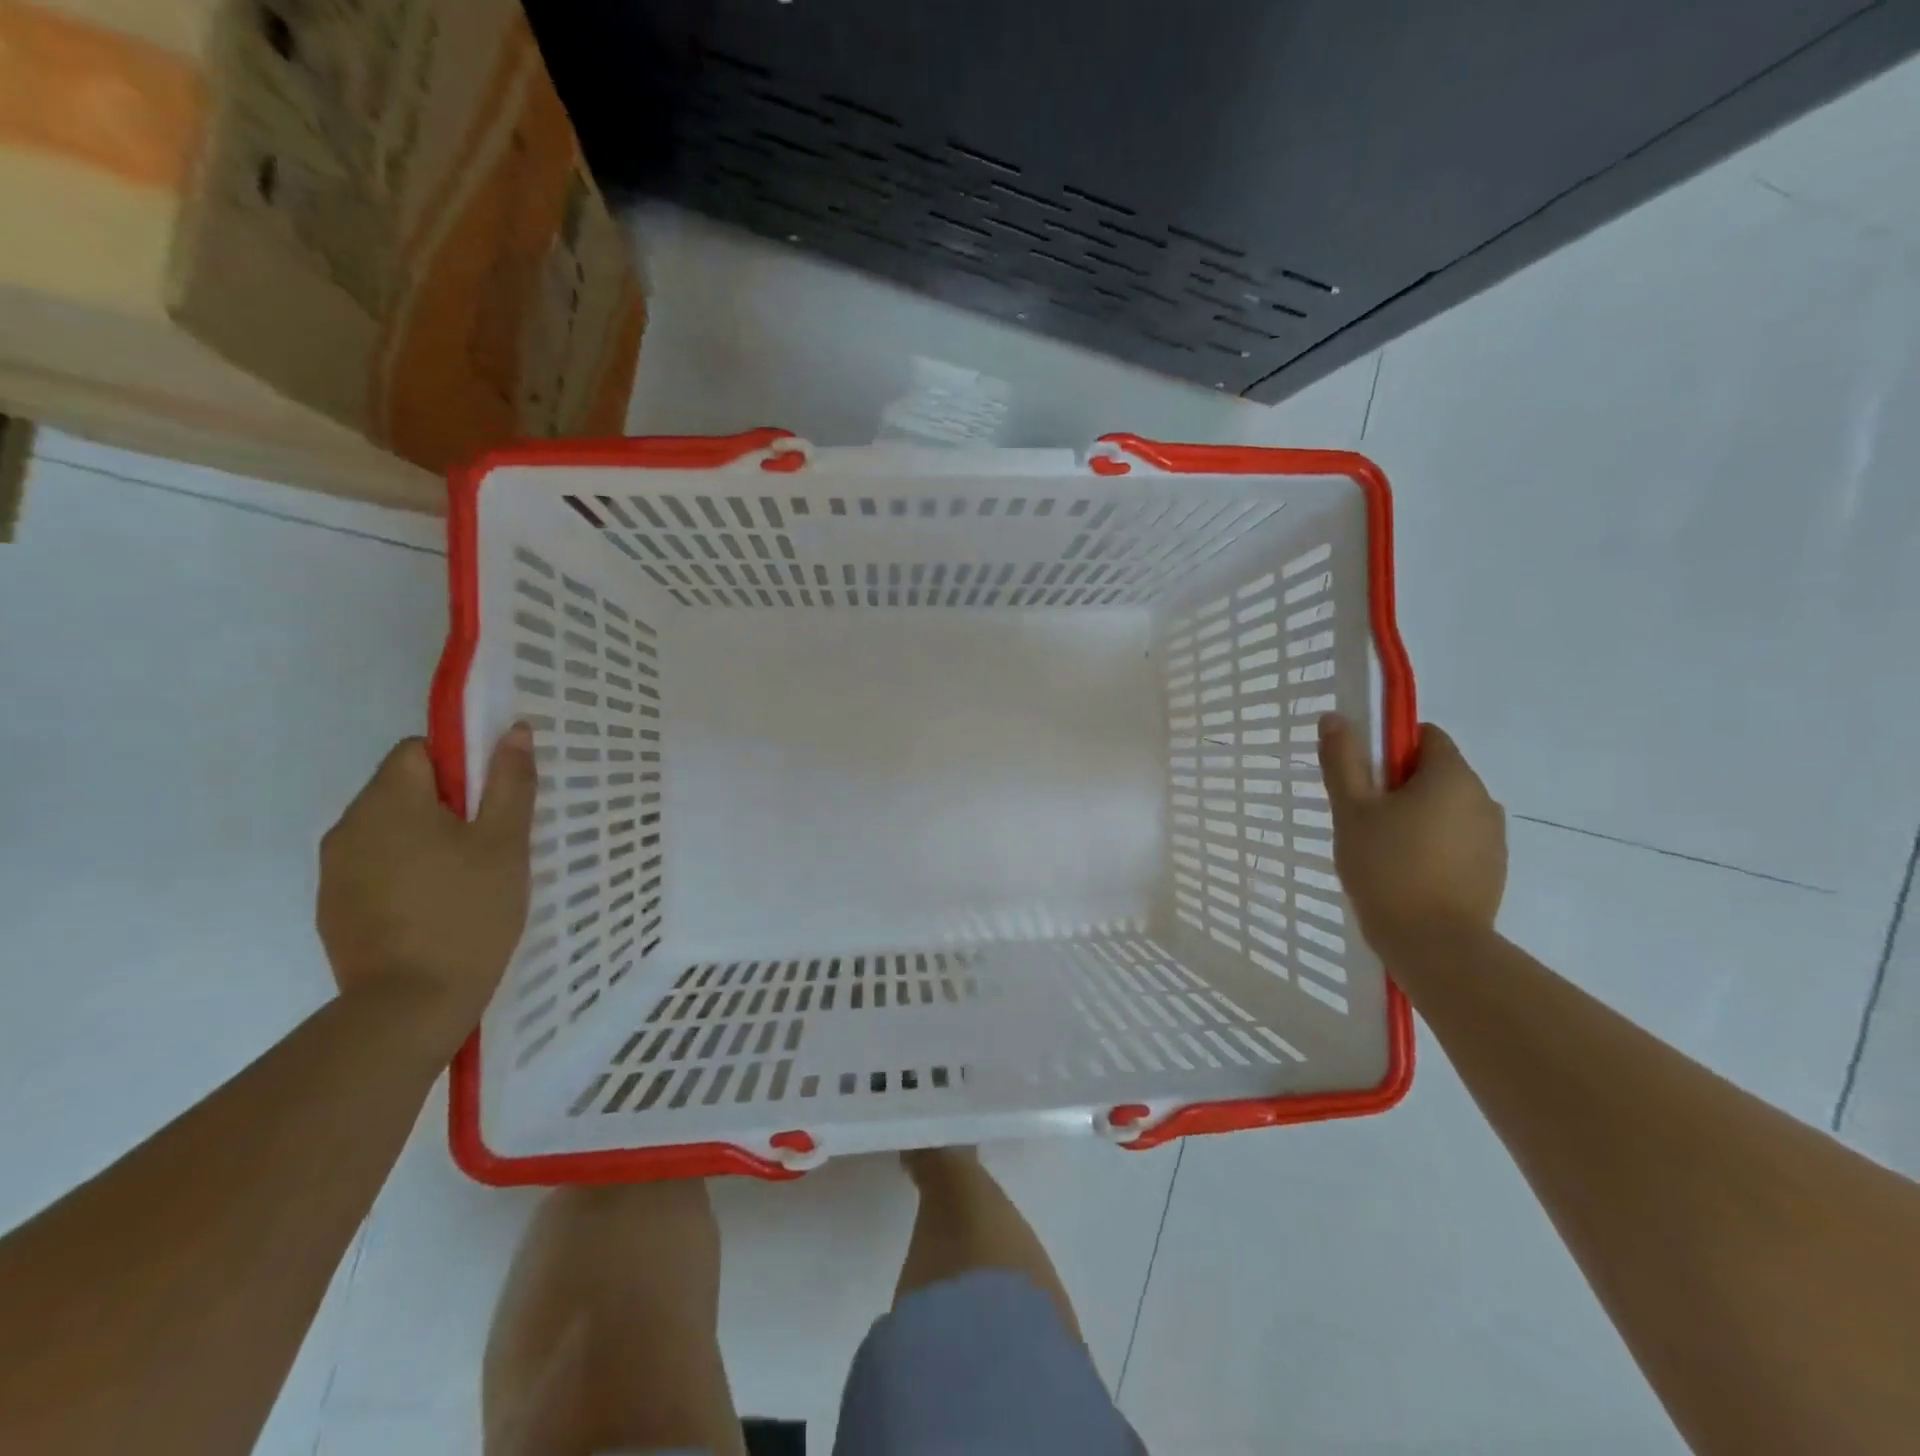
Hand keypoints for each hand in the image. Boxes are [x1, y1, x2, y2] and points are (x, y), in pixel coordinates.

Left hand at [317, 727, 535, 1057]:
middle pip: (400, 788)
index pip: (417, 750)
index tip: (490, 801)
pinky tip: (436, 906)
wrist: (410, 1005)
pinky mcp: (334, 906)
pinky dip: (405, 871)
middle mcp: (348, 825)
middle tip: (489, 843)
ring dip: (425, 838)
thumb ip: (510, 782)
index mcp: (388, 802)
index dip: (459, 765)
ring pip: (388, 829)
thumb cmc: (469, 912)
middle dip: (446, 804)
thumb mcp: (506, 843)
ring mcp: (335, 869)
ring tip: (466, 878)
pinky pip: (375, 865)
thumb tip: (513, 730)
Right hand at [1317, 713, 1506, 952]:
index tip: (1363, 779)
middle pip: (1435, 772)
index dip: (1389, 749)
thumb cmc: (1386, 868)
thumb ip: (1342, 760)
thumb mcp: (1351, 810)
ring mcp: (1493, 835)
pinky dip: (1433, 845)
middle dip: (1399, 786)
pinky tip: (1407, 873)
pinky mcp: (1494, 868)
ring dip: (1417, 816)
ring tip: (1383, 851)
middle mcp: (1483, 796)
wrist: (1434, 945)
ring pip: (1446, 807)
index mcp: (1452, 775)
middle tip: (1363, 819)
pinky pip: (1458, 839)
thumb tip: (1334, 717)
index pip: (1424, 736)